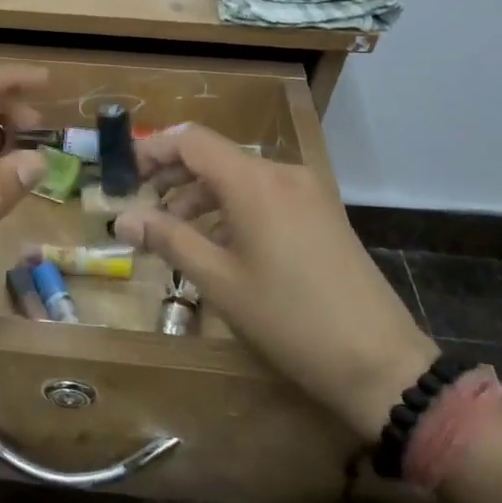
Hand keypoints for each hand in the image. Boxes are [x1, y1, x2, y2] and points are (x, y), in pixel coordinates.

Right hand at [113, 127, 436, 440]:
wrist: (380, 362)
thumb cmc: (288, 319)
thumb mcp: (218, 280)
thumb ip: (167, 239)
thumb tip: (121, 218)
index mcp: (254, 182)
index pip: (191, 140)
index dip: (152, 151)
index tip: (124, 177)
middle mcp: (282, 174)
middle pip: (214, 156)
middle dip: (172, 176)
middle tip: (141, 207)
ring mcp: (307, 193)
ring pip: (238, 177)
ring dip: (200, 196)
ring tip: (174, 233)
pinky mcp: (321, 215)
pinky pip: (263, 195)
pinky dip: (231, 208)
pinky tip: (218, 244)